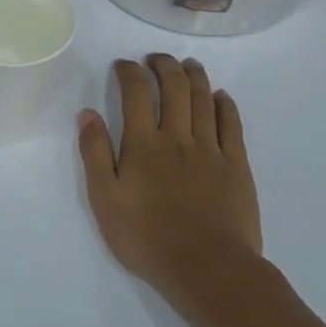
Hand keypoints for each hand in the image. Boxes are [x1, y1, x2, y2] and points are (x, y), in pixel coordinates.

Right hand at [77, 55, 263, 308]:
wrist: (207, 268)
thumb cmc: (146, 237)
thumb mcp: (104, 199)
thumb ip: (94, 153)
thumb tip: (87, 113)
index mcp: (143, 143)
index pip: (135, 93)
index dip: (129, 72)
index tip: (123, 64)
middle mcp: (178, 137)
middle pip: (174, 87)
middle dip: (164, 65)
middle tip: (156, 58)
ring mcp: (211, 149)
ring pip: (204, 99)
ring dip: (195, 76)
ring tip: (189, 65)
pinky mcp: (237, 166)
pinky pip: (232, 125)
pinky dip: (226, 104)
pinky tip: (221, 96)